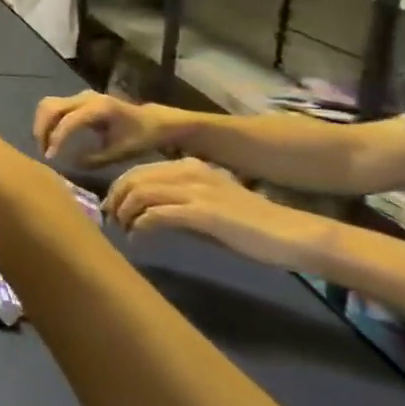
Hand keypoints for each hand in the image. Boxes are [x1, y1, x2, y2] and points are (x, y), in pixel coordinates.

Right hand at [33, 91, 171, 166]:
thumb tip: (68, 164)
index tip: (50, 158)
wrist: (153, 121)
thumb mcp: (120, 152)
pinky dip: (46, 121)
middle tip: (43, 151)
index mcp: (100, 108)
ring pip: (48, 105)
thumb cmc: (140, 137)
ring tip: (44, 145)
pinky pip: (53, 107)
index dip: (56, 139)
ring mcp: (80, 96)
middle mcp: (86, 97)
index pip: (68, 121)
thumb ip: (93, 159)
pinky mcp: (76, 100)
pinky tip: (49, 138)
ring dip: (41, 124)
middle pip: (51, 107)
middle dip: (42, 129)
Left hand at [102, 158, 327, 268]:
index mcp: (188, 166)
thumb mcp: (206, 206)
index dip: (118, 190)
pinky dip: (141, 226)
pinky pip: (156, 214)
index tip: (112, 209)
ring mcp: (195, 189)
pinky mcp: (202, 211)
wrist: (292, 235)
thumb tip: (142, 213)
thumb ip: (176, 202)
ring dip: (124, 213)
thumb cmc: (250, 226)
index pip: (139, 171)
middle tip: (111, 221)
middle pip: (133, 179)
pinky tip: (139, 239)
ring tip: (124, 231)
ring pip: (139, 193)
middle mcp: (188, 171)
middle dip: (115, 200)